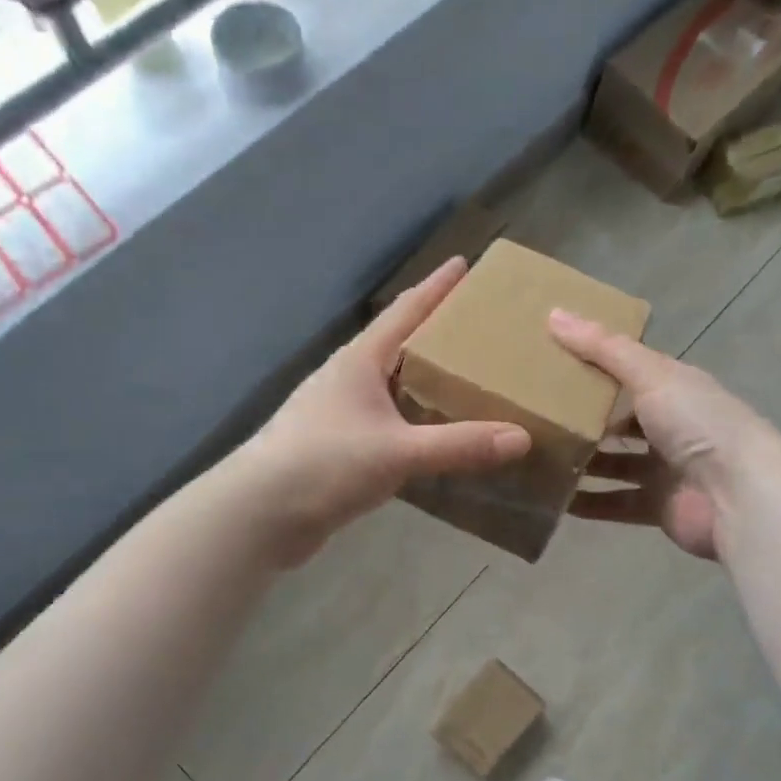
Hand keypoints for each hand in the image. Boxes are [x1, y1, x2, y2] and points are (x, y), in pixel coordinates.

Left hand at [238, 258, 530, 565]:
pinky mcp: (339, 446)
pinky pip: (388, 422)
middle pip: (400, 344)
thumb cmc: (323, 464)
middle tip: (481, 328)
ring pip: (393, 385)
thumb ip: (459, 445)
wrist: (259, 515)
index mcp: (360, 361)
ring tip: (468, 378)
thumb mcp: (398, 451)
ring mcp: (340, 413)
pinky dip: (415, 420)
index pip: (405, 311)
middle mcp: (349, 378)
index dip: (436, 287)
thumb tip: (522, 437)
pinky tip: (436, 433)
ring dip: (426, 379)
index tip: (464, 264)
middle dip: (437, 332)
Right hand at [549, 310, 780, 561]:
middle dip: (583, 417)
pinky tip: (555, 499)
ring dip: (583, 461)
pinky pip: (616, 502)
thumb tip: (553, 314)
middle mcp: (673, 425)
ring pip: (615, 462)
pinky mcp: (659, 505)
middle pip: (620, 418)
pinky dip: (589, 502)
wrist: (738, 496)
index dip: (594, 364)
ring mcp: (667, 467)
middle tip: (534, 413)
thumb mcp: (649, 375)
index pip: (630, 370)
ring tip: (537, 456)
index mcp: (676, 387)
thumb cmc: (697, 424)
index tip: (550, 362)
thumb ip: (603, 348)